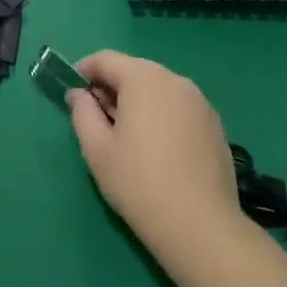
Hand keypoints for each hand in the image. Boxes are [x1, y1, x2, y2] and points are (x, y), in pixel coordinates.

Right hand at [68, 51, 247, 263]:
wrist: (200, 226)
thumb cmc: (139, 182)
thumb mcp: (97, 149)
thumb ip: (82, 112)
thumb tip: (79, 95)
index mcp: (143, 78)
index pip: (105, 59)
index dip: (83, 71)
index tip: (72, 93)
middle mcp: (174, 80)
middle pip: (134, 71)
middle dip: (111, 87)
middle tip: (96, 118)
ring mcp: (200, 101)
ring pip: (158, 89)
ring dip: (137, 101)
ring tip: (126, 136)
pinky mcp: (215, 124)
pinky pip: (178, 107)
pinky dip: (161, 115)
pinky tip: (157, 149)